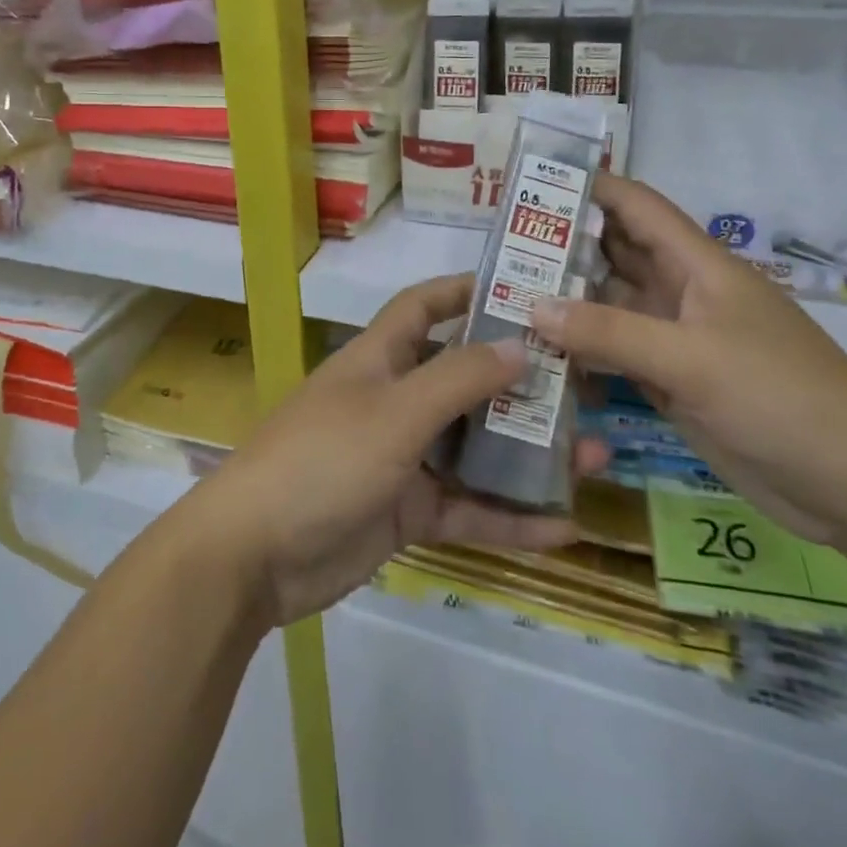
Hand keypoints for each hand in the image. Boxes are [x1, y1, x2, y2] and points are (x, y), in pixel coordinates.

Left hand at [188, 274, 605, 627]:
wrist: (254, 555)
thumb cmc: (323, 460)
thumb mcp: (395, 412)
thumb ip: (458, 379)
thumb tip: (520, 345)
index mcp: (378, 359)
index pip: (423, 307)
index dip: (466, 292)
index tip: (524, 290)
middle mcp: (392, 400)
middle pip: (461, 379)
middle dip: (517, 382)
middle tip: (582, 384)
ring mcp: (400, 457)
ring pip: (472, 447)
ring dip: (525, 453)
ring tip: (592, 455)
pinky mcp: (405, 510)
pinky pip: (466, 507)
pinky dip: (508, 517)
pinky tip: (564, 527)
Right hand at [529, 174, 846, 545]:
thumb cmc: (781, 397)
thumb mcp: (692, 358)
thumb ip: (610, 331)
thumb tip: (532, 305)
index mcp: (697, 266)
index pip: (636, 207)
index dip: (590, 187)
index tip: (531, 182)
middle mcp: (680, 293)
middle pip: (613, 255)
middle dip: (562, 245)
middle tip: (499, 246)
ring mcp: (674, 341)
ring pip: (608, 307)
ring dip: (564, 302)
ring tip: (502, 296)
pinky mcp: (670, 383)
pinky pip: (613, 354)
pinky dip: (579, 352)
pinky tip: (537, 355)